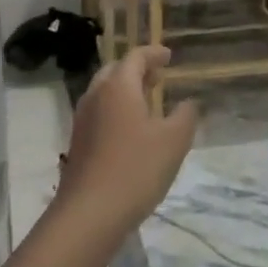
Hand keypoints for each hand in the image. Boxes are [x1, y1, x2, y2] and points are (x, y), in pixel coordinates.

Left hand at [60, 46, 199, 233]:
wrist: (90, 213)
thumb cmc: (136, 169)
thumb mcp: (174, 141)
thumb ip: (185, 116)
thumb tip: (189, 102)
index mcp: (118, 87)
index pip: (135, 57)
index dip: (153, 53)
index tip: (169, 56)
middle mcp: (95, 96)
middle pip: (115, 72)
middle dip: (137, 70)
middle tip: (157, 77)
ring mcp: (82, 121)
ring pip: (104, 94)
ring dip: (125, 91)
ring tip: (147, 102)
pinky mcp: (78, 144)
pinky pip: (99, 114)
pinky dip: (116, 111)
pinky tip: (131, 132)